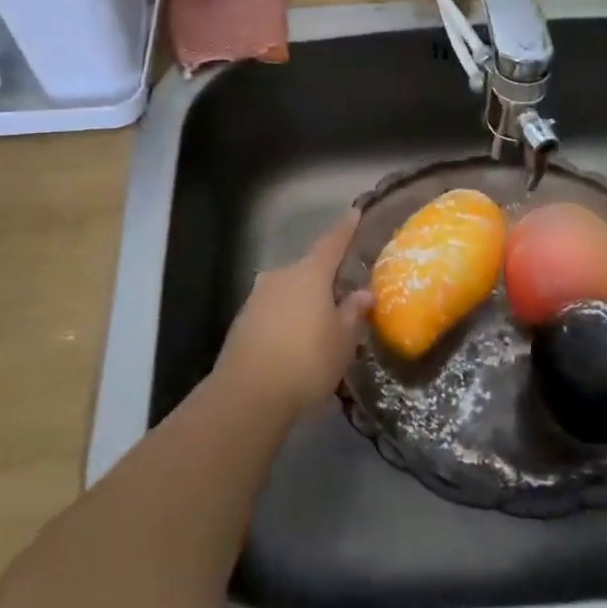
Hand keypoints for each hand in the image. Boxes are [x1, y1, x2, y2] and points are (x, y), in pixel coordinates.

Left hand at [216, 209, 373, 420]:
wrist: (247, 394)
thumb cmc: (306, 361)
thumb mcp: (342, 341)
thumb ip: (353, 312)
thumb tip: (363, 293)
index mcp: (309, 273)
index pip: (332, 242)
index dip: (345, 228)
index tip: (354, 213)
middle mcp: (281, 275)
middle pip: (309, 268)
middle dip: (325, 278)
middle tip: (342, 292)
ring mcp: (258, 296)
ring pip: (289, 290)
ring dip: (304, 300)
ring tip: (320, 322)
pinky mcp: (243, 319)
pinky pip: (274, 309)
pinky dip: (287, 317)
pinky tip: (295, 340)